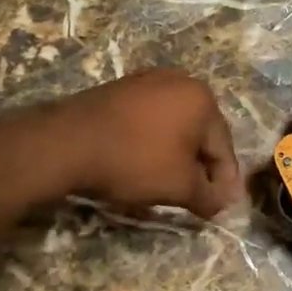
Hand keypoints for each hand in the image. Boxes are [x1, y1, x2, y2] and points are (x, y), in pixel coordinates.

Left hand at [47, 70, 241, 218]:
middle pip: (200, 134)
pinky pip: (149, 121)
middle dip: (200, 168)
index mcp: (202, 98)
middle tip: (197, 199)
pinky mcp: (120, 89)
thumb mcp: (179, 187)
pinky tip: (145, 164)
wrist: (66, 142)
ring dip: (177, 156)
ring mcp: (147, 81)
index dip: (225, 183)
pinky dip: (153, 143)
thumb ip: (209, 197)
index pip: (223, 149)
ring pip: (174, 127)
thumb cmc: (134, 161)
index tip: (220, 209)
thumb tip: (223, 204)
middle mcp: (180, 81)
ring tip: (170, 185)